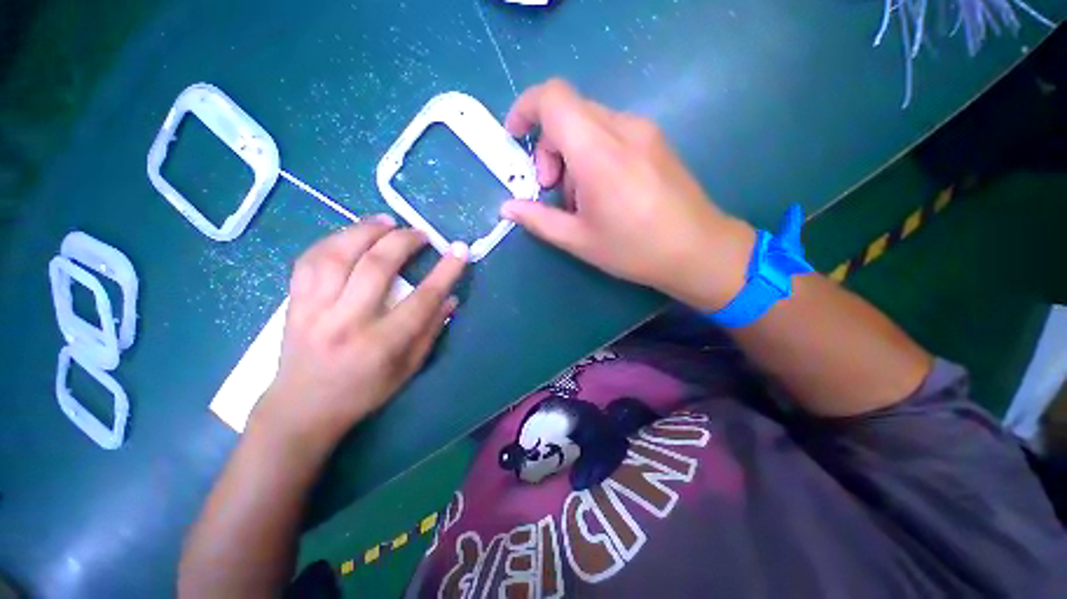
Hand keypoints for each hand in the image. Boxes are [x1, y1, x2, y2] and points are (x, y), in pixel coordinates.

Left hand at [250, 218, 467, 447]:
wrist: (302, 408)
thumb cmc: (363, 392)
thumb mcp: (408, 369)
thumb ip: (431, 331)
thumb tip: (450, 298)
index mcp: (381, 344)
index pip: (422, 299)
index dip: (445, 271)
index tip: (460, 250)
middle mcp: (346, 321)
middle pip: (377, 267)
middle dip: (404, 241)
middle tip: (421, 233)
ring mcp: (314, 309)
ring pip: (338, 254)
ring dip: (365, 230)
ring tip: (386, 221)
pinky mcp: (294, 303)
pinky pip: (309, 260)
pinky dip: (332, 239)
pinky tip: (351, 234)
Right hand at [501, 79, 754, 310]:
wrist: (698, 250)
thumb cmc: (634, 250)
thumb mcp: (578, 240)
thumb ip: (538, 219)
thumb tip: (508, 208)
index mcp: (598, 153)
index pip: (553, 98)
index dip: (525, 109)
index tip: (515, 138)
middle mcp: (622, 129)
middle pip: (568, 112)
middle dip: (548, 147)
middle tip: (552, 188)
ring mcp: (643, 131)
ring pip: (589, 123)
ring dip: (571, 154)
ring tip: (582, 198)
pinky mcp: (655, 139)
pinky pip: (611, 132)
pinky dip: (593, 154)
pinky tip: (604, 190)